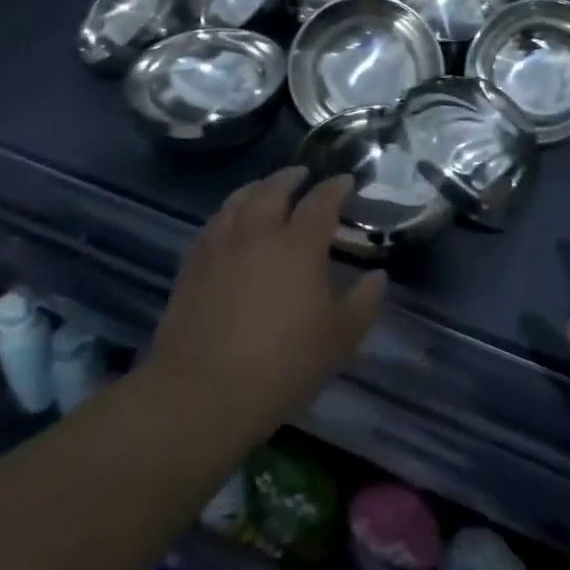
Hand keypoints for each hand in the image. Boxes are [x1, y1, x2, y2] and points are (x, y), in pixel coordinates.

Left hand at [142, 168, 384, 450]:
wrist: (199, 395)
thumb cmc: (280, 366)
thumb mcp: (339, 339)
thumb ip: (364, 303)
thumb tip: (378, 276)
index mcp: (298, 244)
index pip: (321, 201)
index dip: (336, 187)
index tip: (346, 181)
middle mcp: (258, 233)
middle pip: (273, 189)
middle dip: (291, 177)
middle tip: (302, 174)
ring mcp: (220, 247)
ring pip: (237, 201)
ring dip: (256, 188)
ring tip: (264, 189)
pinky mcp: (191, 267)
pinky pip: (212, 225)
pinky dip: (227, 213)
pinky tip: (229, 225)